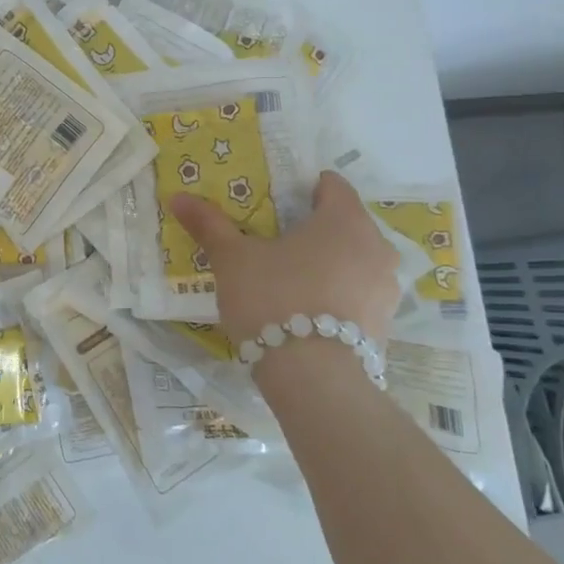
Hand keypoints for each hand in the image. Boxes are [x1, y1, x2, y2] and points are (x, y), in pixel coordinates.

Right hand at [170, 170, 401, 347]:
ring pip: (353, 260)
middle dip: (312, 229)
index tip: (273, 204)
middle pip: (343, 223)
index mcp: (344, 219)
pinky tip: (305, 311)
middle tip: (273, 242)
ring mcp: (386, 287)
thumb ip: (210, 225)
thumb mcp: (232, 259)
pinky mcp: (384, 324)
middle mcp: (376, 246)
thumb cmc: (273, 299)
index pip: (330, 185)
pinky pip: (358, 294)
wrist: (313, 379)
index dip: (301, 188)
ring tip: (288, 279)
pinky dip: (336, 295)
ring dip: (328, 263)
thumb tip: (178, 197)